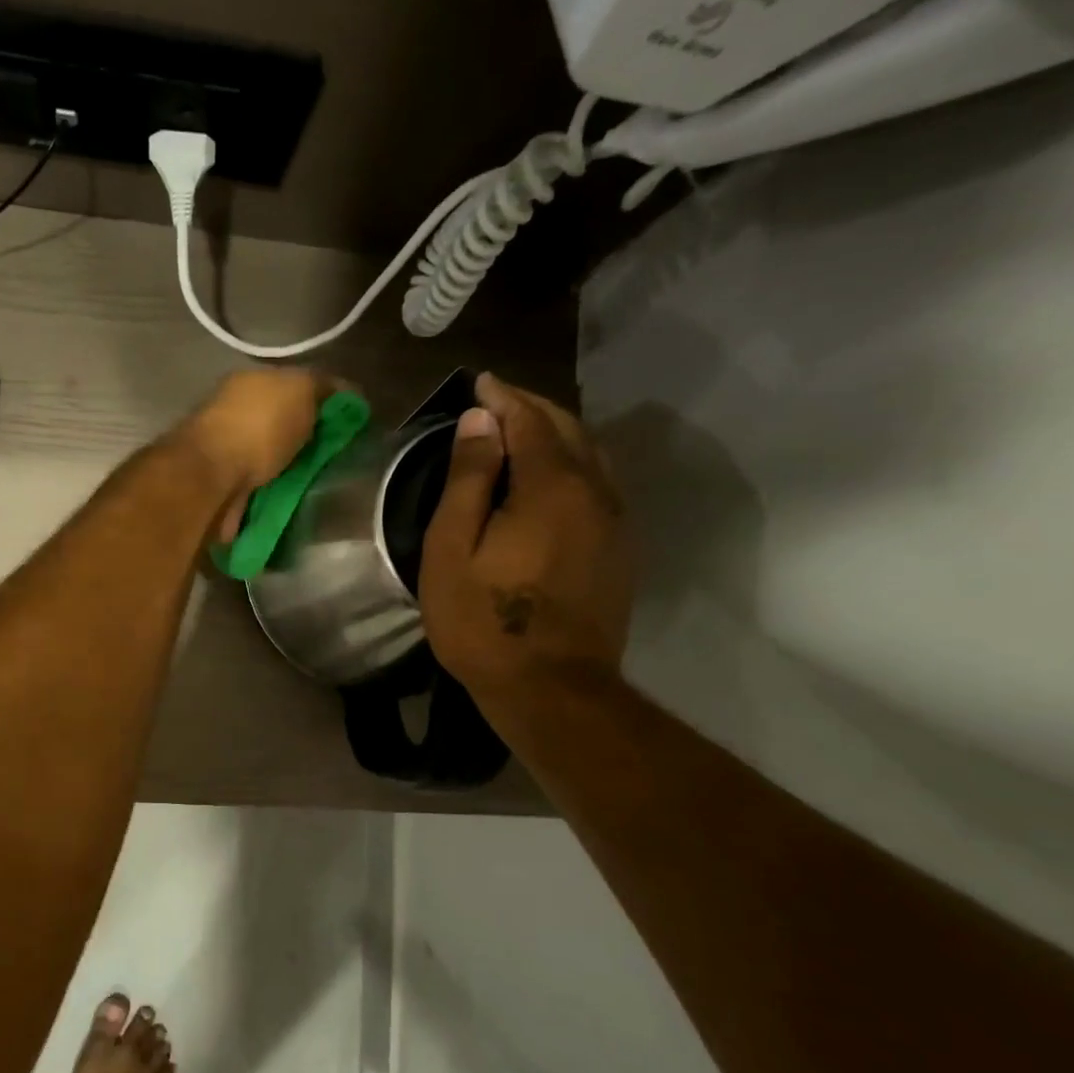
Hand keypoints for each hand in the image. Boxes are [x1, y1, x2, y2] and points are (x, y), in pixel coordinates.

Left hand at [172, 368, 330, 541]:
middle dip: (306, 441)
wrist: (212, 478)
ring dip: (290, 471)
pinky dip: (274, 495)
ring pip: (270, 460)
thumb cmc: (257, 427)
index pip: (293, 385)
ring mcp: (226, 454)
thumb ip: (321, 386)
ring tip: (320, 486)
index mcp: (250, 383)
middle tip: (336, 459)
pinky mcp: (224, 490)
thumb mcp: (299, 390)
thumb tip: (346, 390)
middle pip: (281, 425)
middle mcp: (235, 414)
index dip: (322, 401)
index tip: (348, 424)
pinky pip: (260, 490)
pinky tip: (294, 503)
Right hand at [419, 372, 633, 705]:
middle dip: (532, 409)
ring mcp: (616, 523)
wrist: (552, 690)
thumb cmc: (485, 621)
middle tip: (496, 403)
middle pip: (568, 430)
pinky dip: (573, 466)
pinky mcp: (620, 550)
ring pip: (591, 456)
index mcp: (551, 487)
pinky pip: (599, 486)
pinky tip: (550, 479)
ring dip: (556, 435)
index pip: (529, 420)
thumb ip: (468, 479)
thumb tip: (481, 421)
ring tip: (521, 433)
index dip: (503, 397)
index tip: (480, 382)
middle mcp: (595, 492)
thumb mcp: (453, 548)